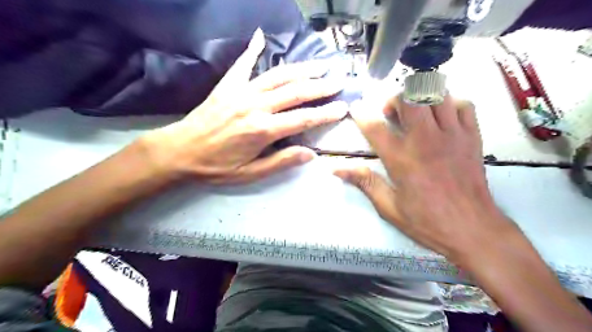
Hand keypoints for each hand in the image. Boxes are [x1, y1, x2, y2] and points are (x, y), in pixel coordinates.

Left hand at [143, 29, 347, 183]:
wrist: (179, 151)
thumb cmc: (216, 167)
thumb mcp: (250, 173)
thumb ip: (281, 162)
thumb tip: (309, 153)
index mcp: (262, 130)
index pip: (303, 119)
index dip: (325, 113)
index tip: (343, 107)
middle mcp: (255, 106)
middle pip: (295, 92)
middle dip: (321, 86)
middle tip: (339, 79)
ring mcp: (241, 92)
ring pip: (277, 76)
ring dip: (301, 69)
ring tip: (320, 64)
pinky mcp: (227, 86)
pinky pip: (243, 64)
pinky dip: (253, 49)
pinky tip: (261, 36)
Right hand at [337, 95, 518, 263]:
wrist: (473, 230)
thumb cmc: (426, 221)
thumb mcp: (388, 206)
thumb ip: (364, 181)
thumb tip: (336, 169)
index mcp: (401, 159)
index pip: (375, 127)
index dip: (361, 113)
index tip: (356, 108)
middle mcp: (425, 140)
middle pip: (409, 98)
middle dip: (395, 100)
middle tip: (391, 114)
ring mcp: (452, 135)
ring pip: (437, 95)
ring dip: (421, 98)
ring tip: (415, 113)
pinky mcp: (472, 137)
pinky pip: (464, 104)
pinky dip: (450, 104)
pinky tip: (442, 118)